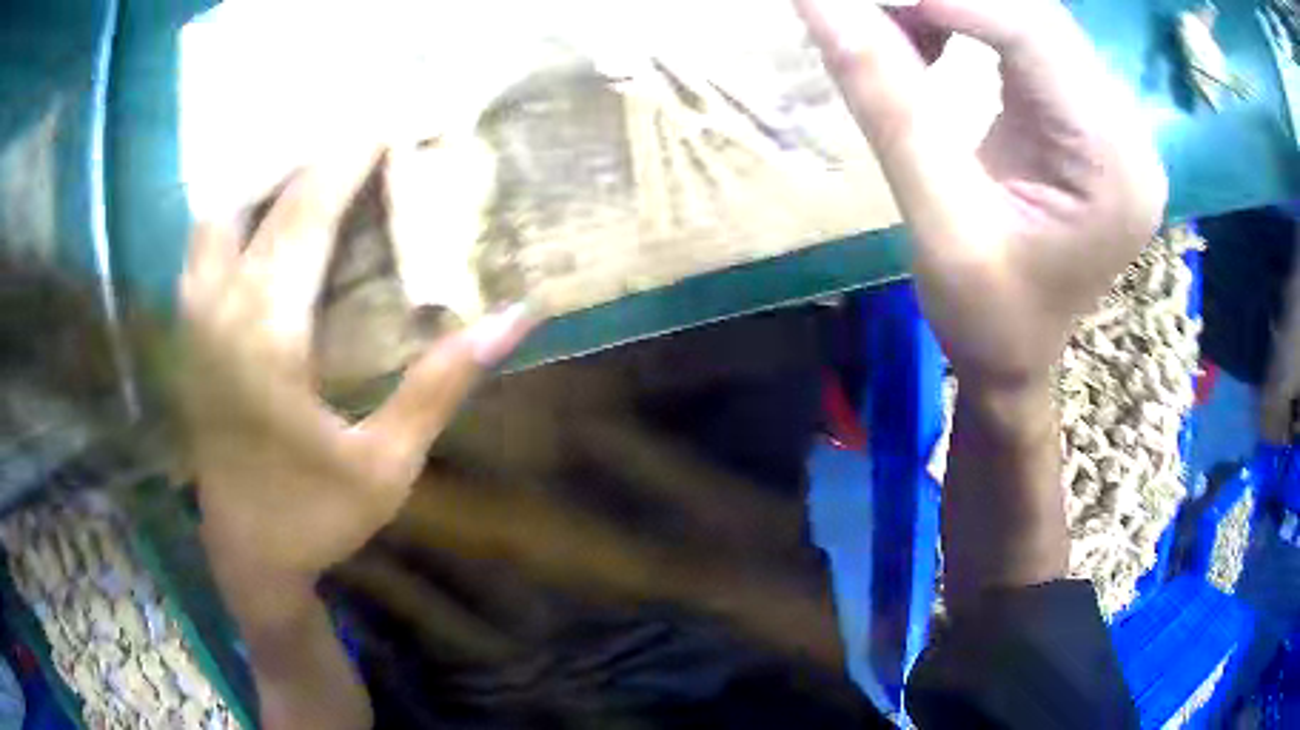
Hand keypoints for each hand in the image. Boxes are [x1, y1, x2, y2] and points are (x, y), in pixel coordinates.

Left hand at [178, 148, 531, 579]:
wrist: (246, 553)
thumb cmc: (316, 517)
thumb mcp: (388, 465)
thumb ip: (440, 386)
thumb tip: (513, 319)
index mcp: (269, 338)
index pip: (307, 215)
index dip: (346, 162)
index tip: (385, 127)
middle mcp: (221, 313)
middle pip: (261, 201)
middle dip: (312, 163)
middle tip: (359, 150)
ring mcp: (193, 321)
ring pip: (216, 217)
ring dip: (264, 185)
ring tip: (310, 178)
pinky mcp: (186, 335)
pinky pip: (200, 248)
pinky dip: (233, 217)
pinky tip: (262, 223)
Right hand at [797, 0, 1165, 389]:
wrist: (1015, 359)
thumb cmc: (985, 319)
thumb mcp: (936, 221)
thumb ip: (887, 101)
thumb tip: (820, 2)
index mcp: (1113, 166)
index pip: (1033, 34)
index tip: (859, 0)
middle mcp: (1127, 132)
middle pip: (1035, 16)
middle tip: (867, 7)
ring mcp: (1112, 122)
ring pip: (1028, 18)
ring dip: (951, 6)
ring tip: (888, 25)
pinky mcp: (1087, 118)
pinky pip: (1027, 40)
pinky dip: (966, 23)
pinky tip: (927, 43)